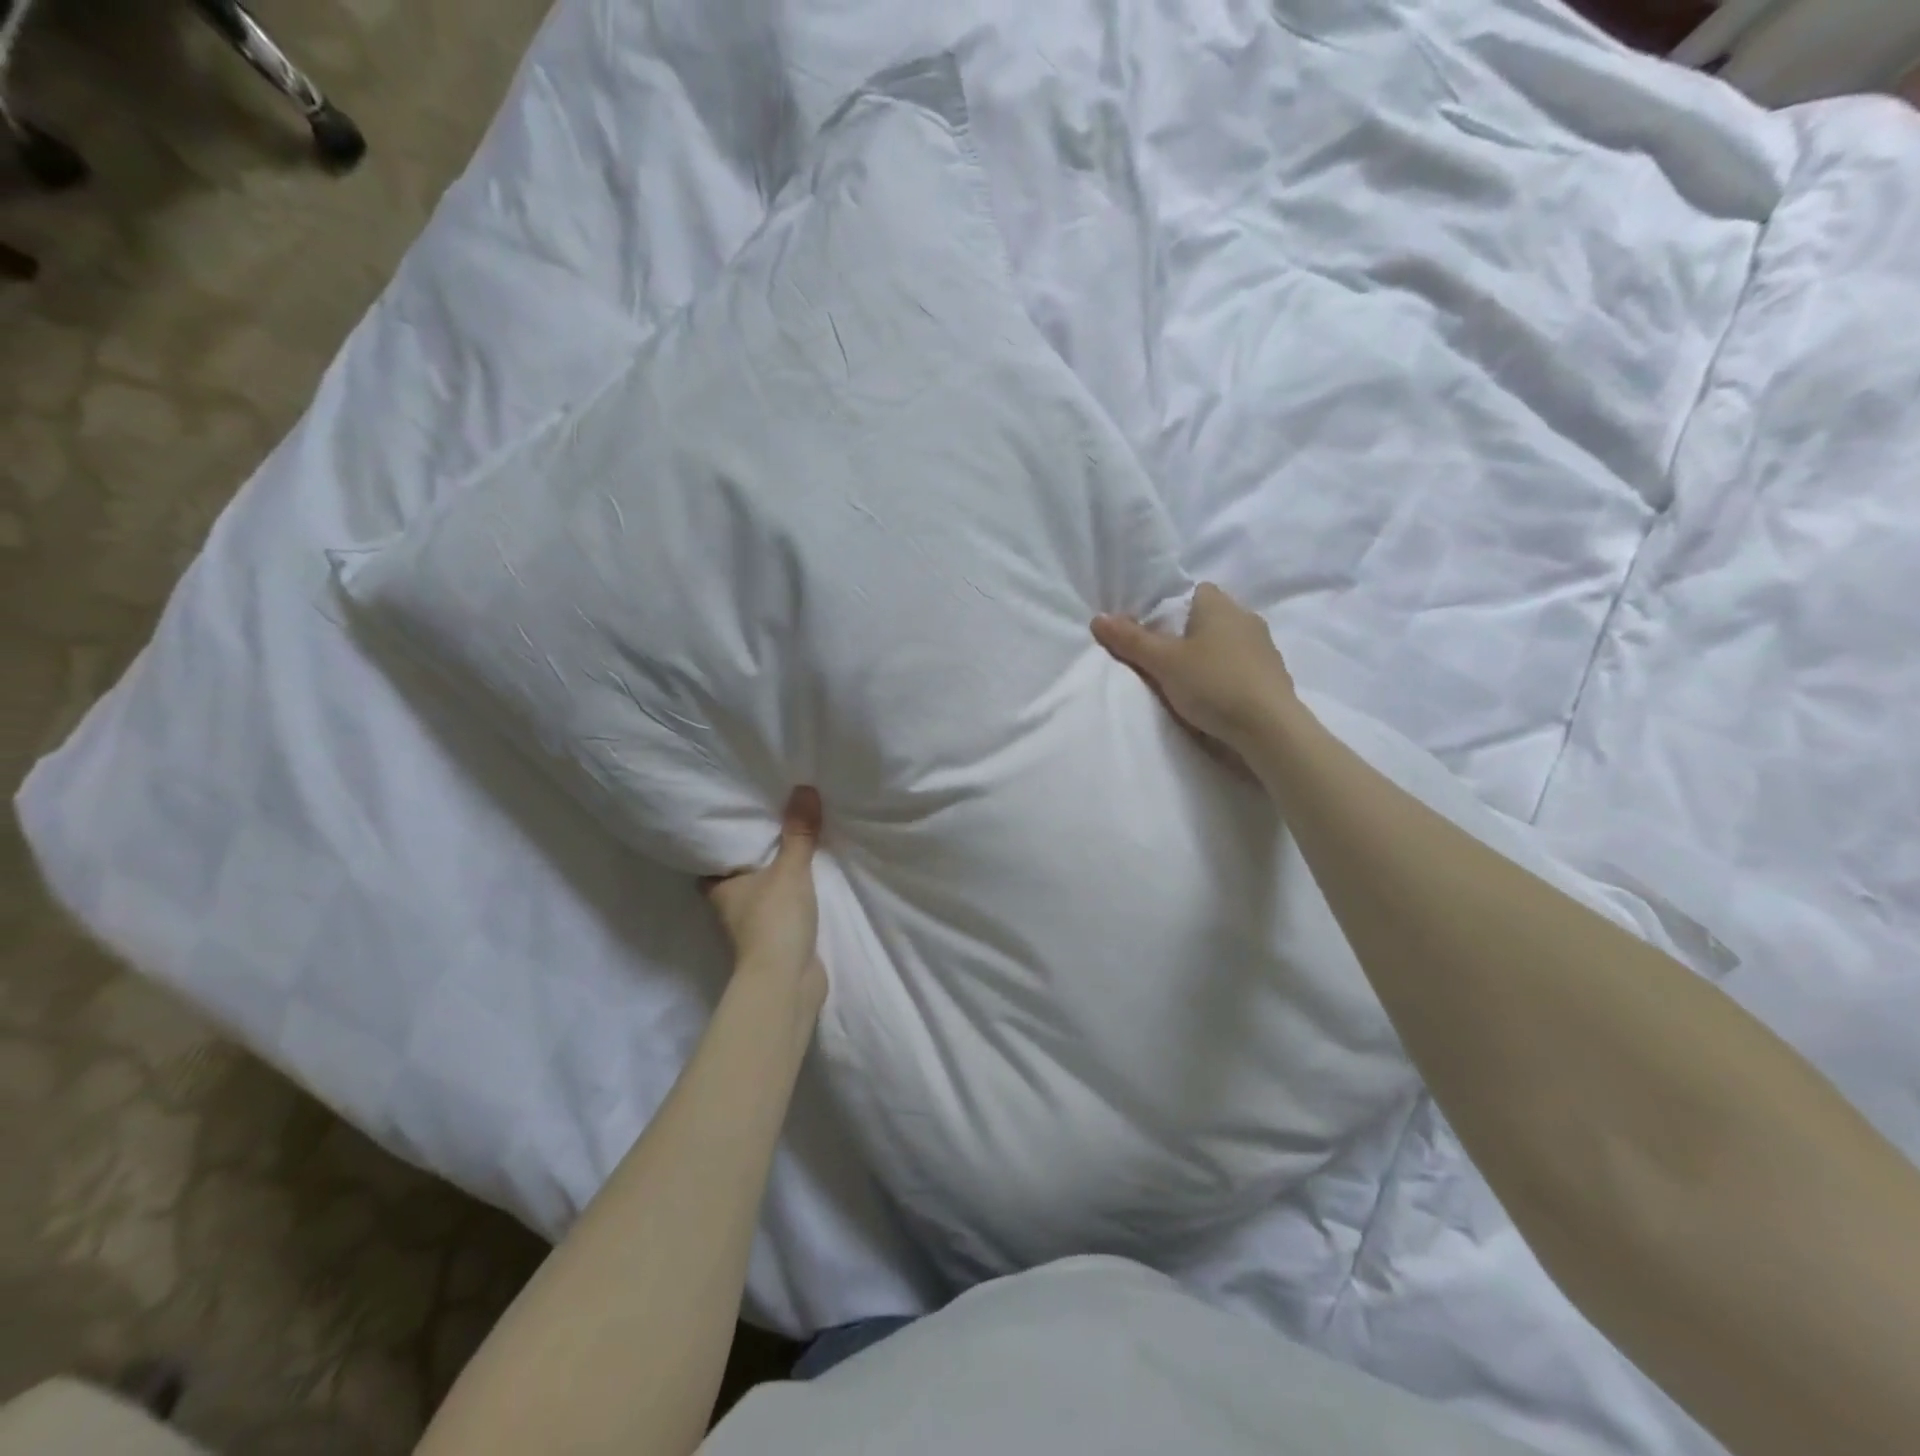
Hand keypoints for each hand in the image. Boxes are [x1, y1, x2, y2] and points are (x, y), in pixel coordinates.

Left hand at [704, 787, 827, 1005]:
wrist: (787, 981)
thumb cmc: (774, 920)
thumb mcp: (790, 869)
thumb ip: (799, 832)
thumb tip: (804, 788)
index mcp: (720, 888)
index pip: (710, 861)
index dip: (718, 843)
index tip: (733, 821)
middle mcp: (729, 907)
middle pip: (736, 876)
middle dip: (750, 859)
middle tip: (768, 826)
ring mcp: (752, 927)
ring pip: (760, 894)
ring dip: (772, 879)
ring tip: (792, 848)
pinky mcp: (776, 941)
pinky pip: (782, 910)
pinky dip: (790, 898)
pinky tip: (807, 883)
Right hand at [1092, 582, 1295, 751]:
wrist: (1269, 728)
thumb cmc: (1213, 684)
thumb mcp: (1163, 662)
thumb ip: (1130, 640)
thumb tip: (1098, 618)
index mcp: (1220, 605)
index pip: (1194, 591)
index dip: (1172, 608)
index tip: (1154, 633)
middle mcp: (1246, 618)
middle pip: (1209, 618)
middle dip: (1188, 634)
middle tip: (1162, 660)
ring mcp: (1264, 647)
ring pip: (1226, 643)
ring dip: (1209, 656)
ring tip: (1186, 682)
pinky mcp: (1273, 676)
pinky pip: (1241, 666)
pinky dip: (1225, 675)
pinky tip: (1213, 697)